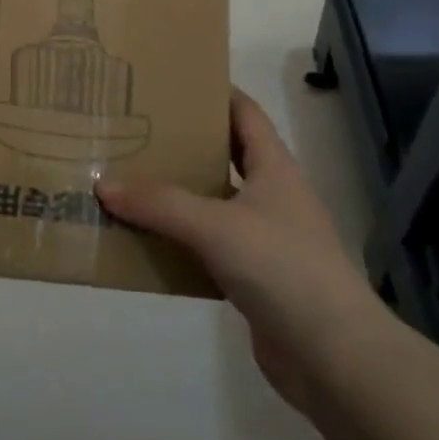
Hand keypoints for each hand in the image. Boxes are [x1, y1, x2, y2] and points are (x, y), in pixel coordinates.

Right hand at [98, 89, 378, 420]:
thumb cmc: (282, 268)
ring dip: (176, 194)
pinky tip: (145, 239)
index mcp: (274, 167)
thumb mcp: (215, 226)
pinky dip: (179, 240)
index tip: (168, 81)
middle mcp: (271, 195)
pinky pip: (207, 246)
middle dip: (183, 142)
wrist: (333, 358)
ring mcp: (264, 237)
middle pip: (224, 155)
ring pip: (212, 203)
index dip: (212, 92)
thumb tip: (104, 184)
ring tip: (128, 178)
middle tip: (134, 128)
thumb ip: (159, 203)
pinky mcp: (254, 277)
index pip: (244, 112)